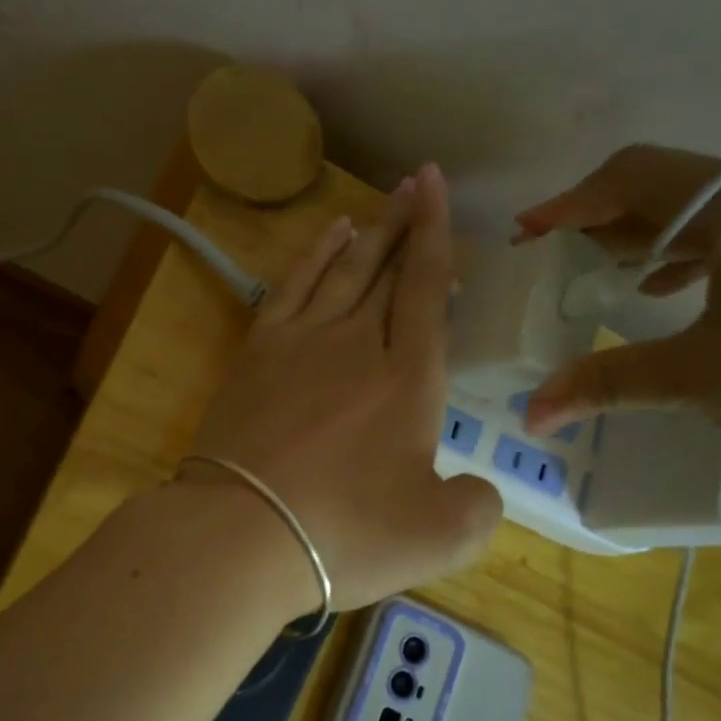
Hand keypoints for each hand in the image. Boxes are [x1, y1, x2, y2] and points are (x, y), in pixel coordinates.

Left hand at [188, 164, 501, 612]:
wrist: (242, 534)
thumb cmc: (346, 534)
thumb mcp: (442, 537)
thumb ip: (478, 506)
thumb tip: (478, 489)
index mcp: (409, 381)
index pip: (427, 291)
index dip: (436, 237)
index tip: (437, 188)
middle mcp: (357, 346)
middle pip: (386, 271)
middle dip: (406, 225)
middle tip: (419, 183)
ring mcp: (300, 344)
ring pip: (342, 271)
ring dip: (368, 234)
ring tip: (385, 201)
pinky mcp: (256, 356)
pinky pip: (290, 287)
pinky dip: (312, 256)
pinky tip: (328, 237)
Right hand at [514, 144, 720, 471]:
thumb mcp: (697, 380)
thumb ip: (604, 383)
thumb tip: (531, 415)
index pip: (637, 176)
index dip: (571, 203)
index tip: (526, 234)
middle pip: (674, 187)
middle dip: (605, 221)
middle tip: (554, 261)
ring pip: (712, 208)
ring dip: (649, 237)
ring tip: (602, 275)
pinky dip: (697, 252)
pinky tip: (671, 288)